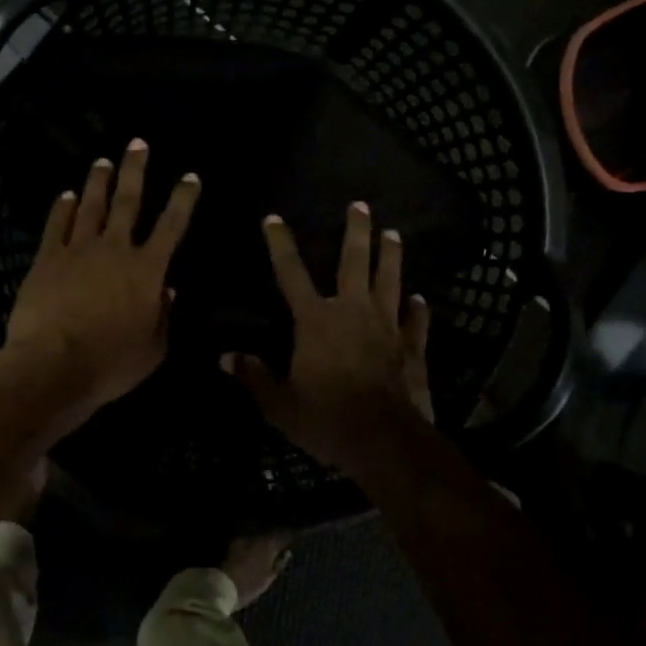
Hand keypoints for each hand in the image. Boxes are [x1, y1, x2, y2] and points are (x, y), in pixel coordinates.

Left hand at [0, 139, 200, 440]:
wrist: (53, 366)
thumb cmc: (110, 363)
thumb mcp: (153, 349)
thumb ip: (163, 316)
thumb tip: (168, 290)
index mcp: (147, 270)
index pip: (172, 226)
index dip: (183, 199)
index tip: (189, 176)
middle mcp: (115, 249)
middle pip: (128, 201)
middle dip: (135, 170)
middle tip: (137, 144)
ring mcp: (78, 250)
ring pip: (90, 206)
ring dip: (98, 182)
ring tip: (102, 162)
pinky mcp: (47, 259)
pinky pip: (56, 225)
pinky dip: (61, 208)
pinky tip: (64, 195)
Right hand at [226, 202, 432, 476]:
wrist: (384, 440)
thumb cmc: (326, 418)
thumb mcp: (280, 404)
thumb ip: (254, 377)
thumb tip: (225, 357)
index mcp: (315, 320)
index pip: (291, 273)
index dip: (280, 244)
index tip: (273, 218)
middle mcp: (352, 312)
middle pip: (354, 262)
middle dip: (356, 232)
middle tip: (360, 205)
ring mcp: (387, 326)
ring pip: (390, 281)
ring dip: (391, 256)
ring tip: (394, 233)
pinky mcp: (412, 347)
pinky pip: (416, 321)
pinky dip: (418, 310)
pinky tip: (420, 299)